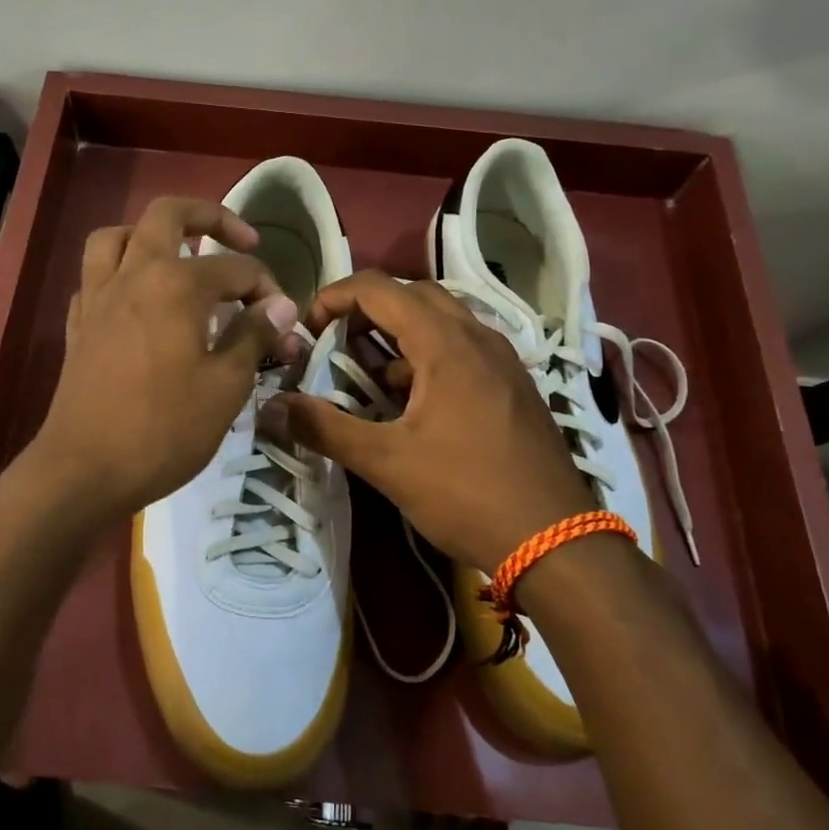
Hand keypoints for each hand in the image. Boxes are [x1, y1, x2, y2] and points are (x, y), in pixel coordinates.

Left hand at [27, 197, 299, 524]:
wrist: (84, 470)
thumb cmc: (164, 429)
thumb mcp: (226, 386)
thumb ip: (254, 335)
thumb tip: (281, 305)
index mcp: (176, 283)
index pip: (237, 268)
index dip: (269, 291)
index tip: (284, 325)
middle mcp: (133, 274)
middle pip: (168, 215)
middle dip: (211, 217)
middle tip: (241, 239)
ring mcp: (98, 297)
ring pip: (117, 235)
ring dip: (151, 235)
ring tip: (179, 256)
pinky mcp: (78, 324)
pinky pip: (96, 277)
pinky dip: (119, 274)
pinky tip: (138, 301)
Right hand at [275, 270, 595, 569]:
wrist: (557, 541)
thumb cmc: (467, 493)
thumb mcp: (387, 462)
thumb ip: (325, 428)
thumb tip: (271, 406)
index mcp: (446, 343)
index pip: (378, 288)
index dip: (334, 297)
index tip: (306, 329)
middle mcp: (478, 337)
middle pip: (412, 295)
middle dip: (366, 311)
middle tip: (336, 344)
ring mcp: (502, 360)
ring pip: (441, 322)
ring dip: (398, 335)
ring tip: (368, 375)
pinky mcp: (513, 386)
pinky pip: (462, 349)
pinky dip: (427, 357)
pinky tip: (412, 402)